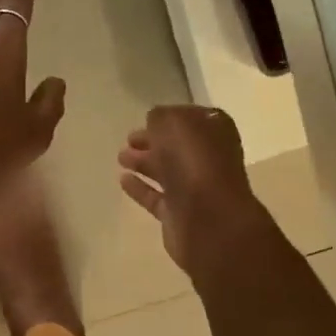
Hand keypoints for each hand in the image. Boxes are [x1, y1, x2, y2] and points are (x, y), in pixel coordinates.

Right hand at [117, 105, 271, 278]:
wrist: (208, 218)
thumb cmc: (194, 161)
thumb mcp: (173, 123)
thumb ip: (161, 117)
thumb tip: (154, 121)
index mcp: (215, 131)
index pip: (191, 119)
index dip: (169, 117)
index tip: (147, 118)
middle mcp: (208, 158)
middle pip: (177, 146)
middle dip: (153, 140)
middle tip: (129, 138)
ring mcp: (195, 188)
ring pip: (166, 170)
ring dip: (143, 162)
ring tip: (120, 157)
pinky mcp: (179, 214)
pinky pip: (156, 197)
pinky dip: (140, 188)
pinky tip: (122, 180)